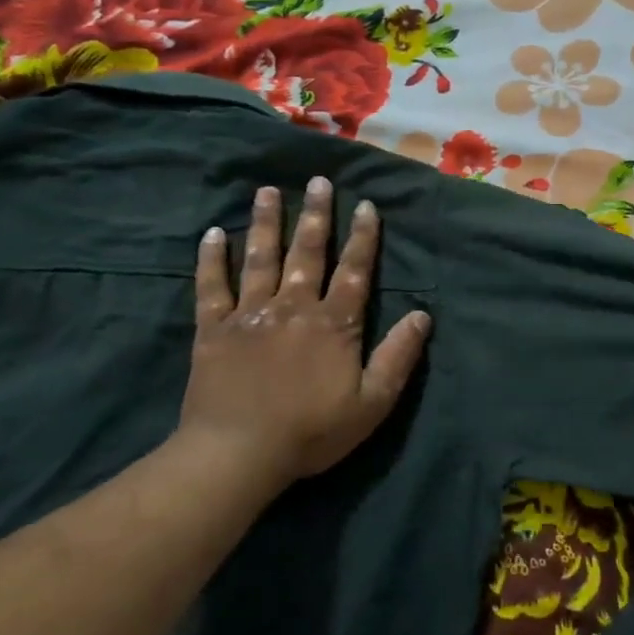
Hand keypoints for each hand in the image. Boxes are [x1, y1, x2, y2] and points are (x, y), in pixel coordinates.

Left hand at [176, 176, 430, 490]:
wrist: (238, 453)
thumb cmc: (312, 431)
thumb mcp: (373, 403)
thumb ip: (398, 357)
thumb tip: (421, 315)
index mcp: (334, 324)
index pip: (354, 271)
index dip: (363, 237)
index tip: (366, 205)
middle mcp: (293, 307)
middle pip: (307, 253)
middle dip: (315, 215)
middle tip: (318, 181)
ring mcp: (250, 315)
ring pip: (260, 259)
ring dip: (265, 223)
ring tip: (267, 192)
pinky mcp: (214, 330)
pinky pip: (212, 287)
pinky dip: (211, 260)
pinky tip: (212, 234)